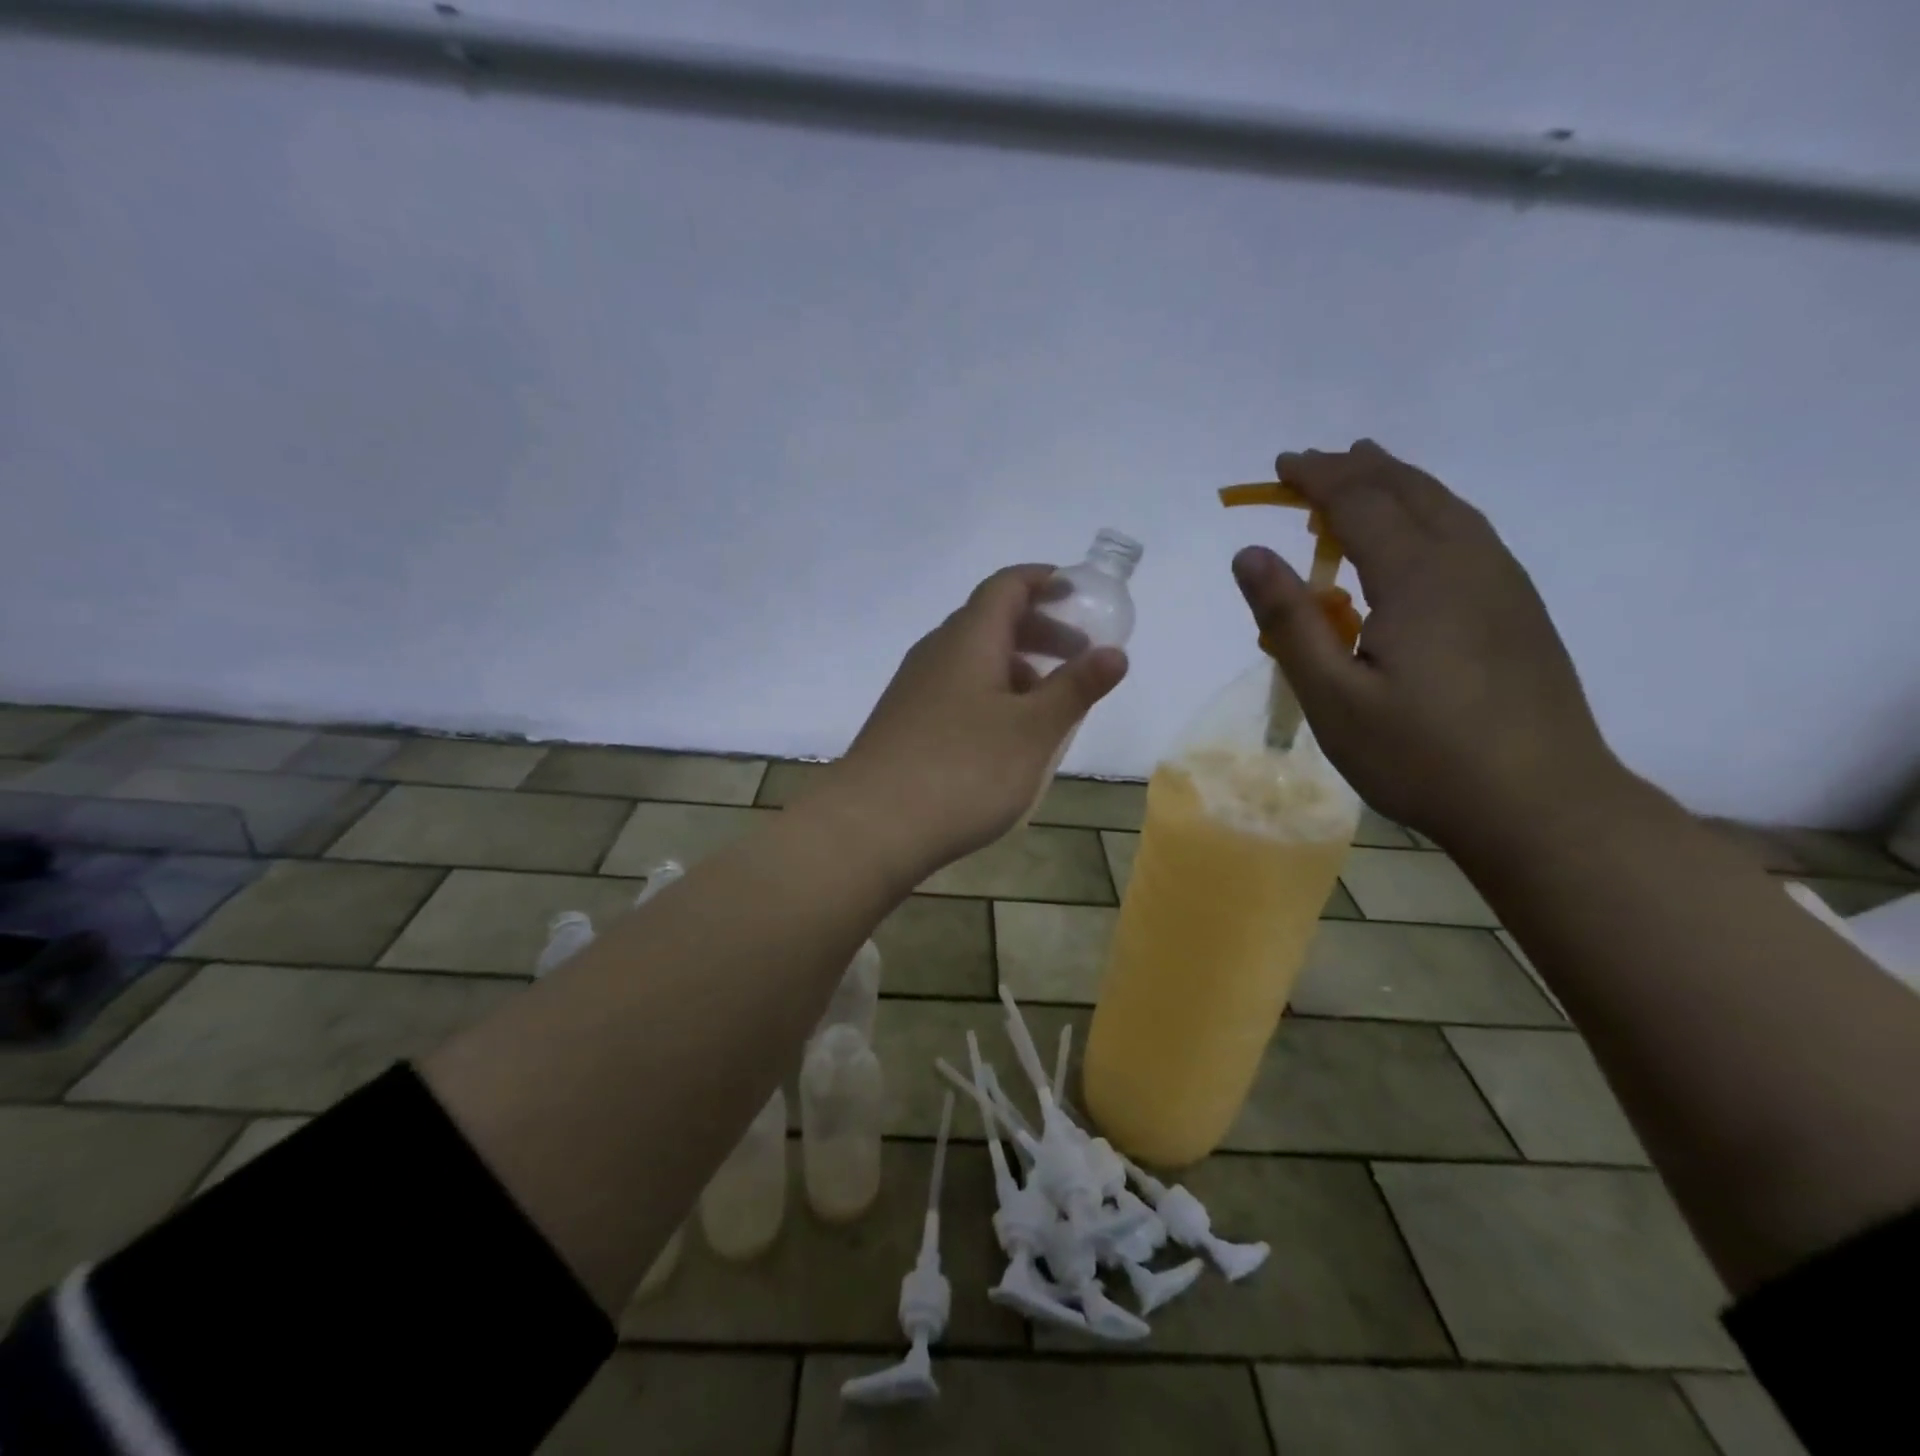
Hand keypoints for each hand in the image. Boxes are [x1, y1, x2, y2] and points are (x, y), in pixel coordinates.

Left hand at [826, 565, 1127, 876]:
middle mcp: (936, 652)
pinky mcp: (904, 721)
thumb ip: (1075, 688)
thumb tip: (1115, 652)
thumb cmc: (964, 771)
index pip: (1006, 586)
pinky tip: (1004, 733)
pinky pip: (956, 688)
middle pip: (990, 621)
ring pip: (972, 658)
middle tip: (1079, 657)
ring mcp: (914, 688)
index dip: (1043, 581)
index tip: (1077, 593)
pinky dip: (990, 693)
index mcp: (968, 639)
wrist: (872, 825)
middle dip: (1039, 630)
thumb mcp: (1034, 730)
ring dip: (1016, 666)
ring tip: (1049, 702)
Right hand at [1232, 440, 1624, 848]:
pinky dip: (1430, 511)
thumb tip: (1249, 553)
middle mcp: (1467, 563)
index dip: (1317, 477)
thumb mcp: (1333, 697)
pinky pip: (1469, 533)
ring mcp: (1504, 584)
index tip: (1280, 466)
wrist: (1541, 804)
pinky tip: (1420, 533)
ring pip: (1448, 507)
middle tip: (1311, 464)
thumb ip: (1289, 621)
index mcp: (1418, 577)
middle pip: (1409, 491)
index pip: (1361, 501)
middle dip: (1356, 470)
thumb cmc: (1421, 756)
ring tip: (1366, 472)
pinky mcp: (1519, 610)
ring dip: (1399, 483)